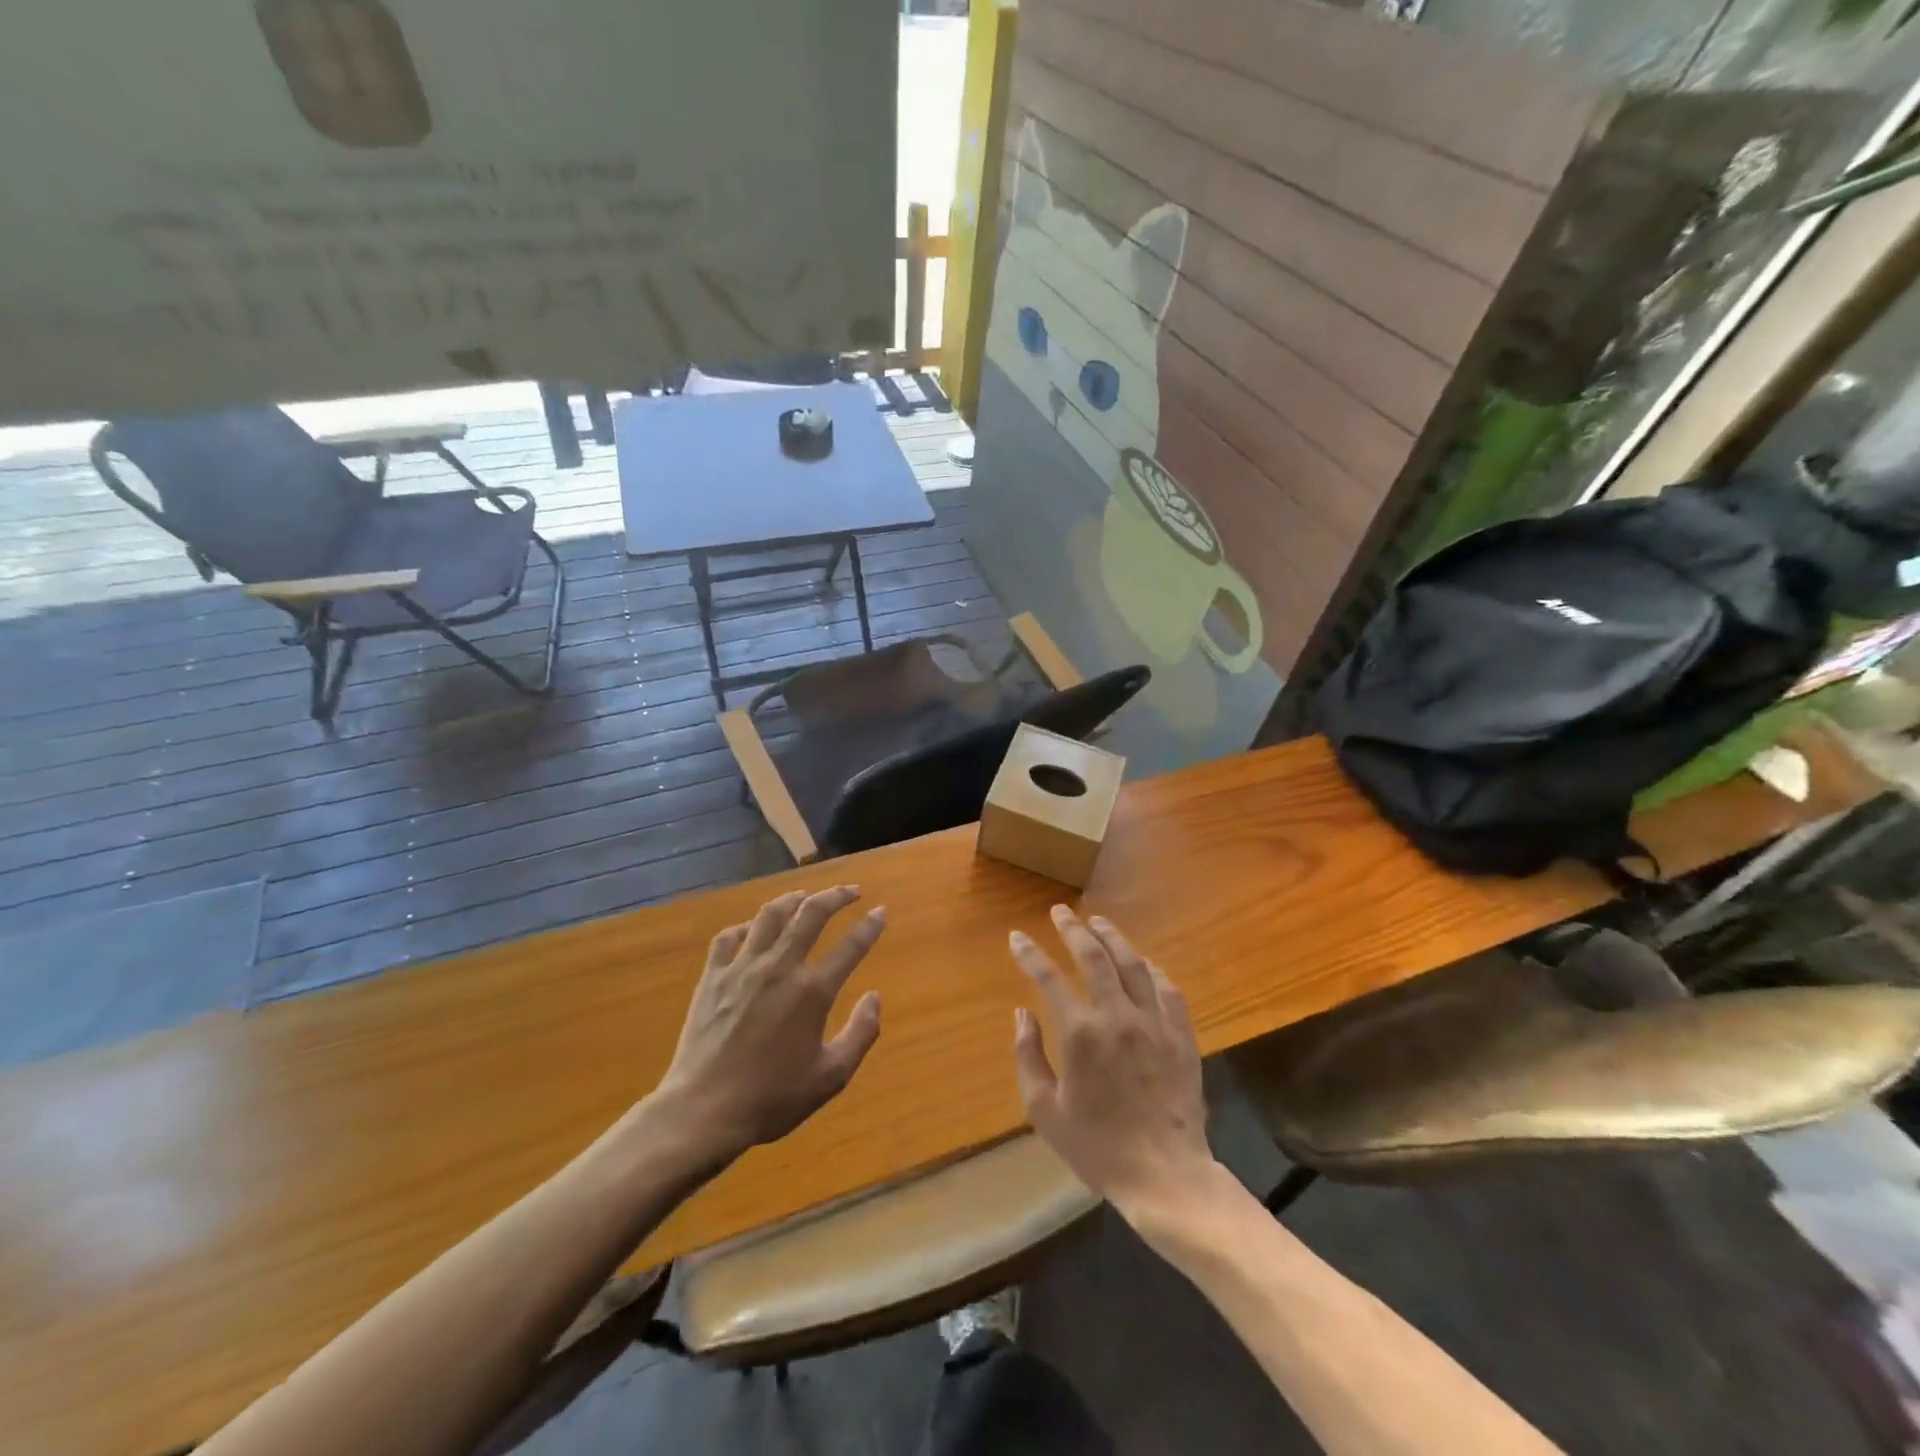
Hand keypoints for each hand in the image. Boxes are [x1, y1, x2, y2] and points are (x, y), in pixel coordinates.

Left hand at [654, 886, 884, 1162]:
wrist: (703, 1110)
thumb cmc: (772, 1098)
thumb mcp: (830, 1077)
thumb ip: (861, 1034)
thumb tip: (875, 997)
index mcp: (812, 992)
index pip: (851, 946)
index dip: (870, 925)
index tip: (880, 911)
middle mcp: (780, 968)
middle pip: (811, 914)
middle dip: (836, 896)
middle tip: (850, 891)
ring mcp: (743, 968)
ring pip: (770, 915)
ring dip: (793, 899)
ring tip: (805, 895)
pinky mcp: (713, 976)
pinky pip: (730, 936)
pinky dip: (747, 926)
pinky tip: (754, 928)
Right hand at [1010, 906, 1214, 1225]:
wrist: (1164, 1175)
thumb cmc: (1097, 1147)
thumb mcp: (1045, 1110)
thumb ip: (1028, 1056)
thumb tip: (1022, 1014)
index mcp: (1080, 1034)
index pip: (1048, 978)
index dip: (1029, 954)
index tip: (1017, 937)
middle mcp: (1117, 1016)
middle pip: (1093, 957)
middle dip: (1072, 929)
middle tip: (1060, 912)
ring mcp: (1153, 1023)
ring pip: (1133, 964)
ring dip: (1113, 938)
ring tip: (1098, 922)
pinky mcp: (1181, 1035)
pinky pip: (1168, 989)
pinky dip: (1153, 970)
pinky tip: (1144, 963)